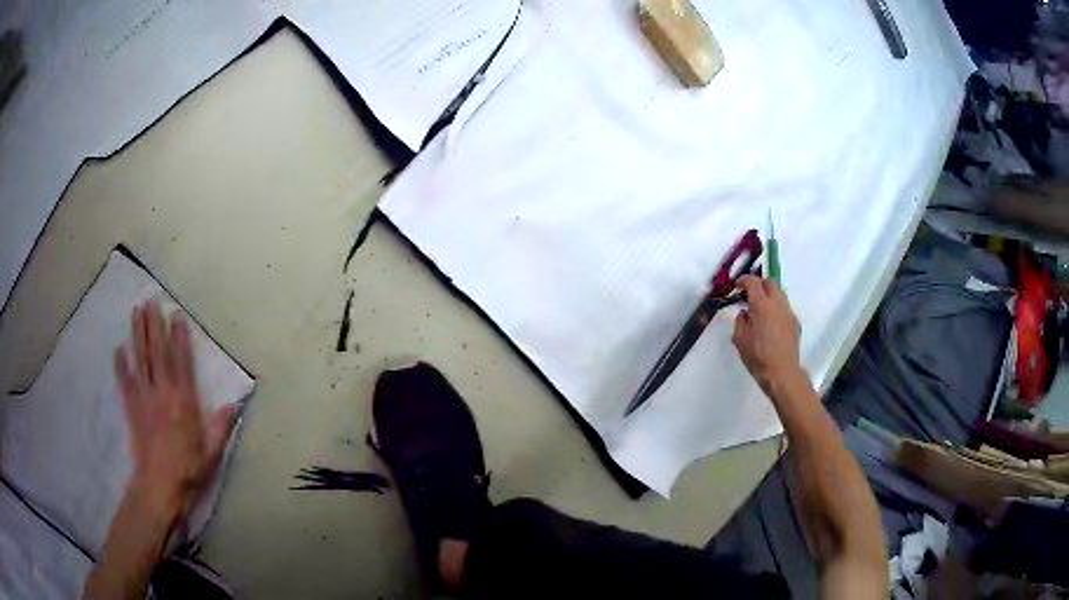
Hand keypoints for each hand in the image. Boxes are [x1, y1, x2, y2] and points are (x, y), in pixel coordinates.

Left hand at [114, 301, 237, 518]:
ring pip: (140, 360)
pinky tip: (118, 349)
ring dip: (137, 334)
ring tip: (136, 312)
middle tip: (151, 301)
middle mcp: (163, 393)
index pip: (181, 361)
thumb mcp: (212, 451)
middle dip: (154, 325)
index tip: (176, 316)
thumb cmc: (189, 469)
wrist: (160, 486)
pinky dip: (120, 364)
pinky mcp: (131, 408)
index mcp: (184, 401)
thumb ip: (221, 425)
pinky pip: (124, 381)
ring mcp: (144, 398)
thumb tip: (236, 403)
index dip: (179, 337)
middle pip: (157, 353)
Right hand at [732, 276, 804, 394]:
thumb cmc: (757, 357)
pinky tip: (771, 324)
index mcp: (761, 305)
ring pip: (780, 294)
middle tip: (750, 294)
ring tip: (761, 309)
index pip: (753, 282)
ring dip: (769, 295)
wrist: (782, 372)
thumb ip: (740, 321)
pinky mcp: (795, 322)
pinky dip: (777, 309)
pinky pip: (785, 308)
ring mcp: (788, 312)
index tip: (737, 285)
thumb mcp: (740, 340)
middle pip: (770, 283)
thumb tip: (745, 313)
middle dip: (759, 284)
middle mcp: (777, 304)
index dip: (743, 280)